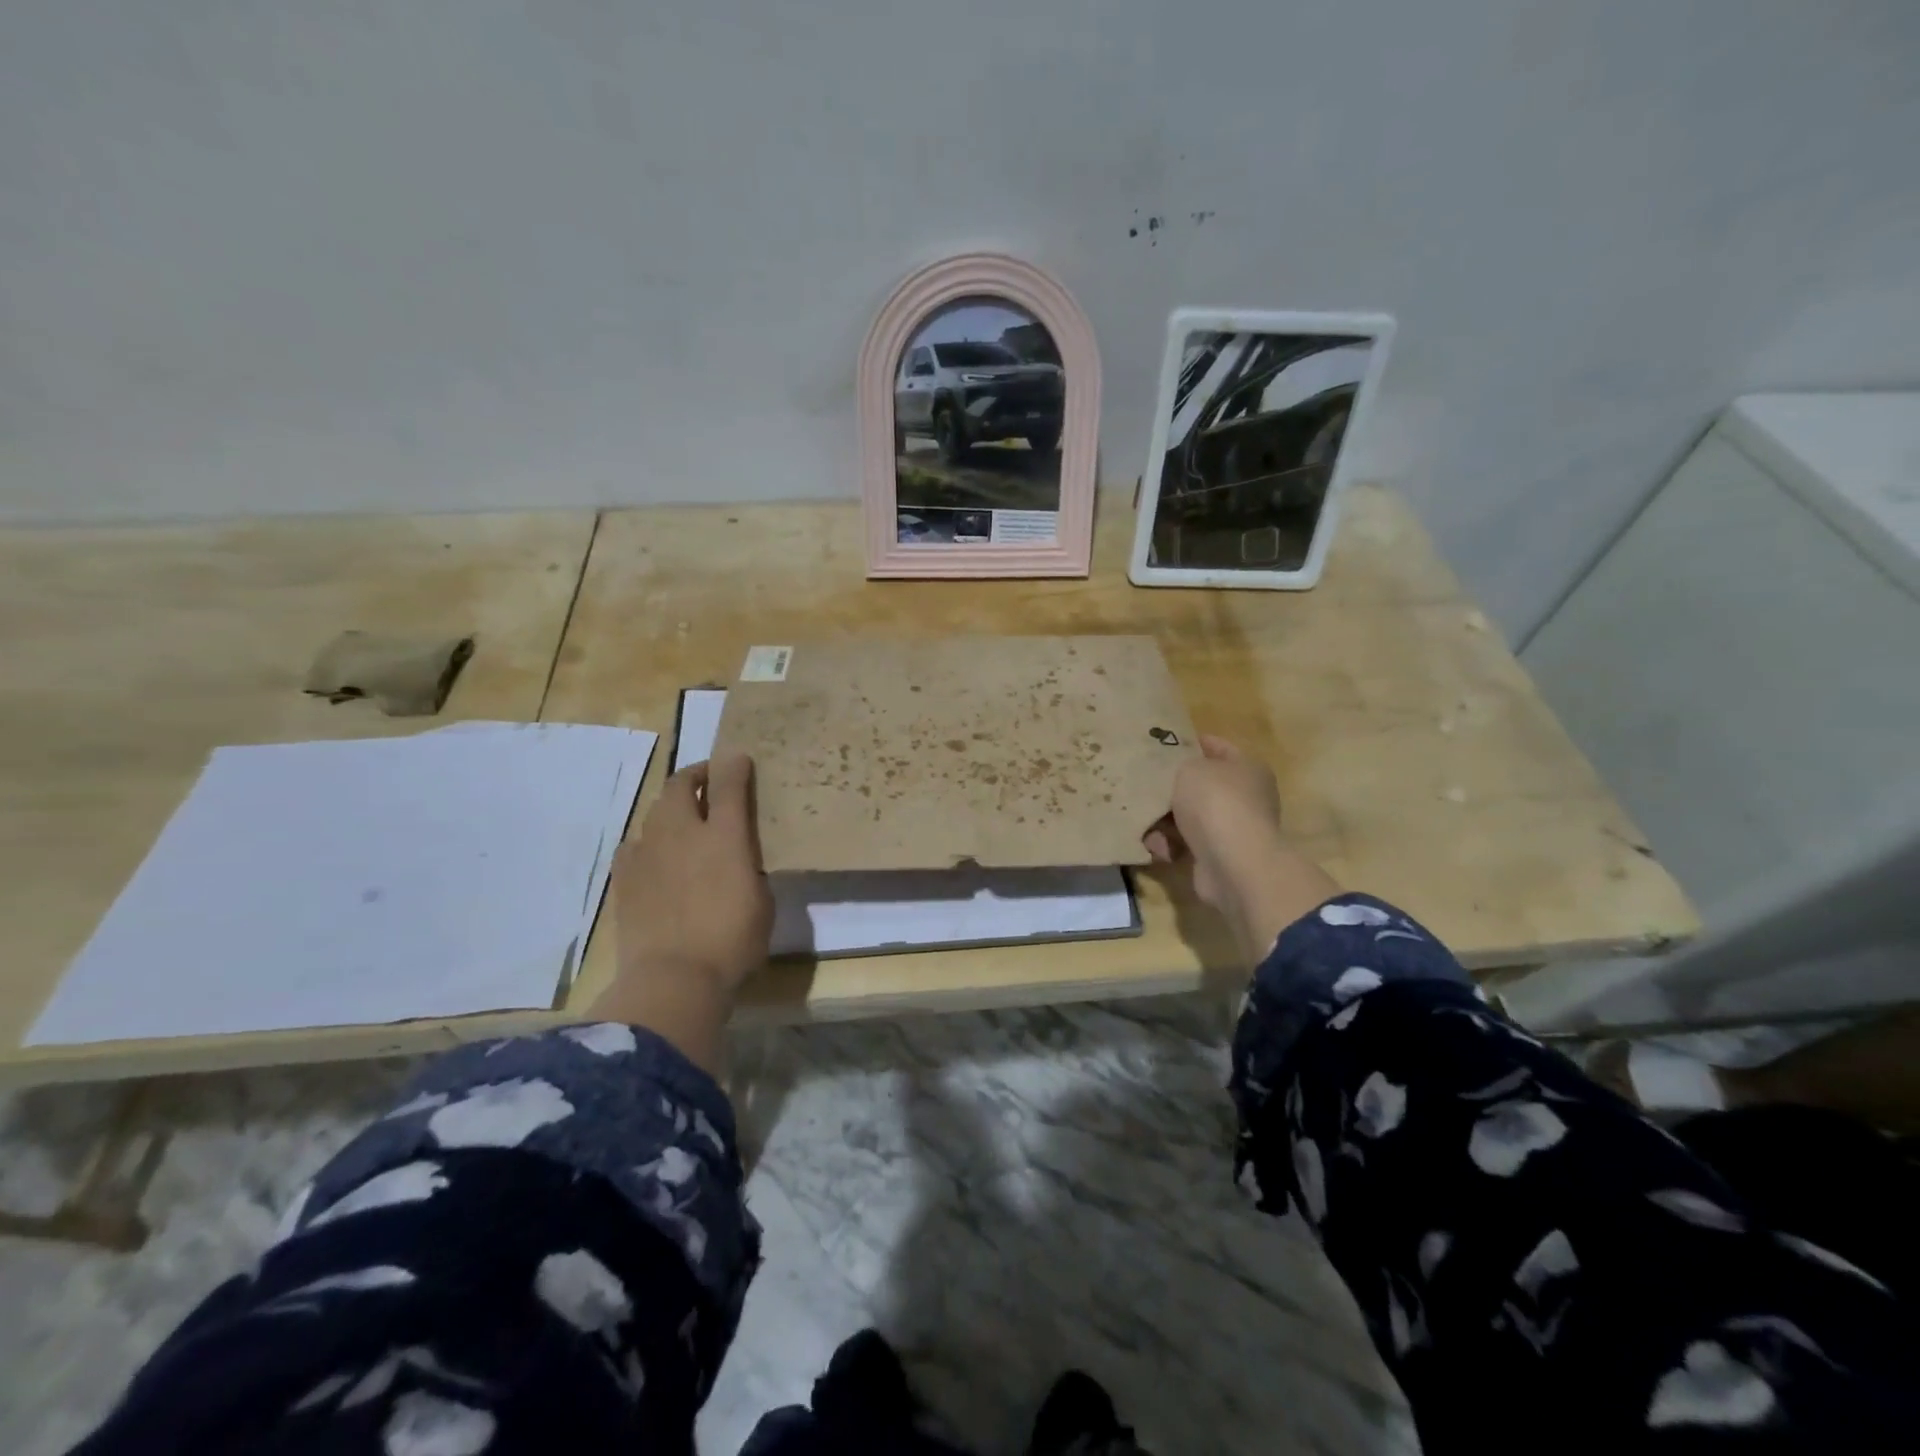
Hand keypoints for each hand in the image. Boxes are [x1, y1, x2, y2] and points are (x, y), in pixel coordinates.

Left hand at [591, 753, 773, 1071]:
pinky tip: (655, 856)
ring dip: (671, 807)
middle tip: (707, 782)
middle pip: (680, 784)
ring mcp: (648, 852)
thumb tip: (739, 854)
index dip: (734, 765)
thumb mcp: (762, 901)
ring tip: (683, 820)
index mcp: (725, 837)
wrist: (673, 979)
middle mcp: (683, 833)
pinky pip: (635, 843)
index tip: (739, 758)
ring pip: (656, 810)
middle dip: (695, 775)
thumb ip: (749, 866)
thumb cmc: (732, 943)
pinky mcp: (624, 876)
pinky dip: (648, 840)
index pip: (728, 784)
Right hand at [1145, 735, 1339, 962]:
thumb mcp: (1190, 768)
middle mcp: (1246, 797)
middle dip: (1172, 787)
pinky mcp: (1219, 857)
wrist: (1232, 863)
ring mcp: (1233, 829)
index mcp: (1248, 768)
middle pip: (1201, 786)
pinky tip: (1156, 845)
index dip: (1192, 743)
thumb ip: (1181, 765)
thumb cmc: (1215, 803)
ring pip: (1190, 817)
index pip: (1218, 747)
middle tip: (1144, 783)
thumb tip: (1180, 777)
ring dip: (1165, 820)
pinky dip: (1170, 844)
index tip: (1162, 744)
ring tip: (1143, 820)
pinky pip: (1186, 844)